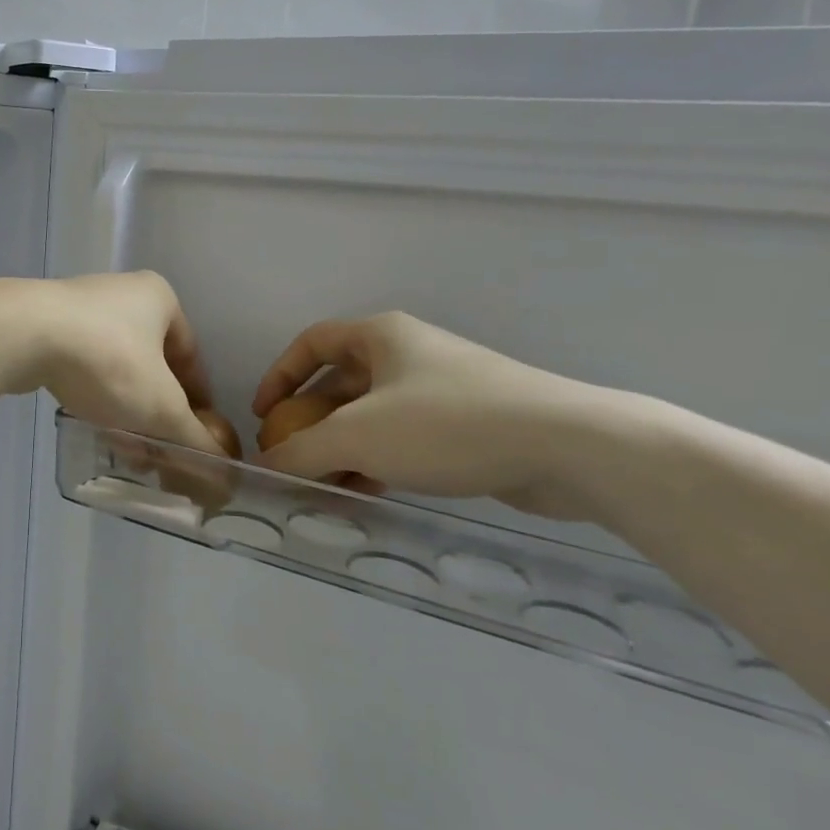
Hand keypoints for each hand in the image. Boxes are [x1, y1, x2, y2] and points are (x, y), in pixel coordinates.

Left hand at [0, 273, 221, 454]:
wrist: (21, 335)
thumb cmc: (106, 361)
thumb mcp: (161, 408)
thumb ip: (196, 441)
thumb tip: (225, 472)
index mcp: (159, 298)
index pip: (191, 356)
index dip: (198, 401)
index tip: (194, 437)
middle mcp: (122, 293)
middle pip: (153, 364)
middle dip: (157, 410)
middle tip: (157, 450)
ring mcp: (80, 306)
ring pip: (117, 367)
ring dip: (125, 407)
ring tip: (124, 447)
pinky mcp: (46, 323)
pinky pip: (83, 364)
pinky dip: (94, 394)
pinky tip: (90, 423)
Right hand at [252, 313, 609, 516]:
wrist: (566, 445)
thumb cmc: (447, 423)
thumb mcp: (358, 437)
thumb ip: (302, 451)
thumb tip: (266, 465)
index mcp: (380, 336)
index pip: (311, 343)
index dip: (279, 375)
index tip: (263, 415)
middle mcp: (409, 354)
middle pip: (341, 383)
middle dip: (312, 422)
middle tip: (293, 459)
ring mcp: (442, 389)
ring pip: (374, 416)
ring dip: (344, 448)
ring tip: (327, 487)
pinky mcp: (470, 424)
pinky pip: (406, 437)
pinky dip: (380, 460)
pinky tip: (371, 492)